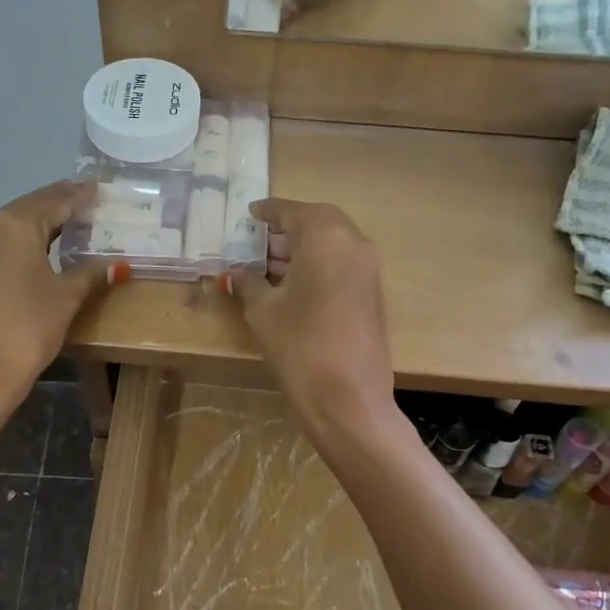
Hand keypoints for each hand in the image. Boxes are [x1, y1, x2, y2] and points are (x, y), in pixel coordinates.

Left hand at [0, 182, 103, 414]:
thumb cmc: (27, 328)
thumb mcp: (65, 297)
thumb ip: (90, 274)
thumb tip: (118, 266)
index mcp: (15, 225)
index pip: (55, 201)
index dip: (80, 197)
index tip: (100, 191)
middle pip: (31, 208)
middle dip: (59, 204)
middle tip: (88, 202)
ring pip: (14, 226)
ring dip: (41, 223)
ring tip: (70, 223)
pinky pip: (2, 246)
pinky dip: (25, 242)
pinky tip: (42, 251)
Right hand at [231, 199, 395, 436]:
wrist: (348, 398)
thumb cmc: (299, 346)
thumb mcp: (263, 311)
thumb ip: (249, 282)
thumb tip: (237, 273)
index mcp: (325, 236)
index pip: (292, 211)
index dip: (267, 212)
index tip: (249, 214)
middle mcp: (354, 242)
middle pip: (316, 223)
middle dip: (285, 231)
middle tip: (256, 244)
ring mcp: (369, 268)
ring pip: (331, 244)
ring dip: (302, 250)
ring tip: (268, 266)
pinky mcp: (373, 292)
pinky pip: (342, 264)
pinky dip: (318, 265)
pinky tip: (293, 284)